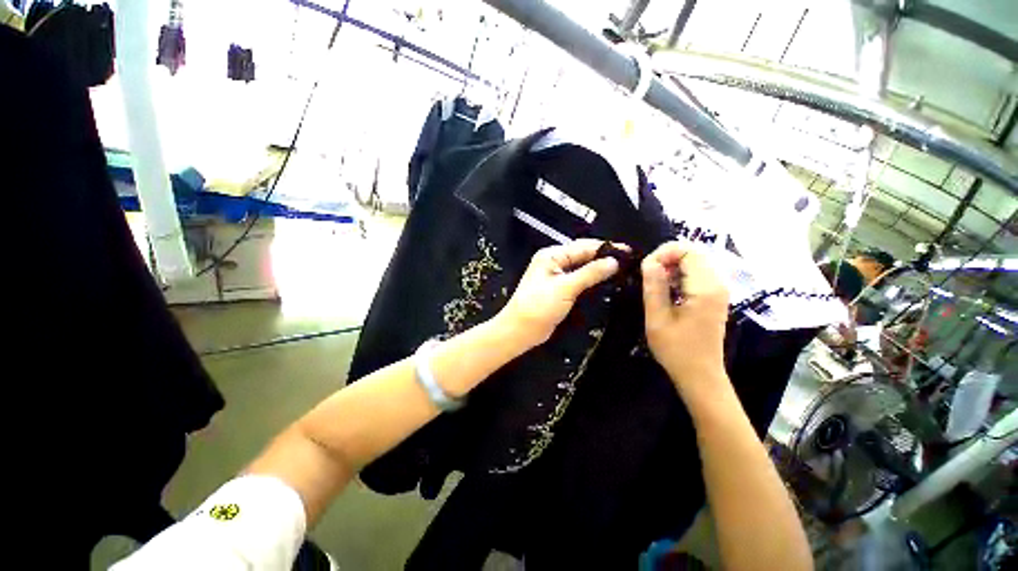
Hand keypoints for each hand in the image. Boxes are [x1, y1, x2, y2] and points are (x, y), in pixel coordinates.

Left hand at [497, 239, 622, 349]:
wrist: (521, 330)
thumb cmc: (539, 306)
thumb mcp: (565, 288)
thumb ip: (590, 273)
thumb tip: (613, 261)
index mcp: (552, 255)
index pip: (583, 247)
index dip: (606, 248)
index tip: (628, 251)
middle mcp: (554, 262)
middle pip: (583, 256)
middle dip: (604, 258)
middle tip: (629, 262)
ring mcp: (556, 276)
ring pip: (582, 268)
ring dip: (599, 269)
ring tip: (623, 271)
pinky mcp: (559, 290)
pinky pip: (579, 280)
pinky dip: (591, 281)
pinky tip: (606, 283)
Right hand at [641, 242, 729, 396]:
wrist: (700, 375)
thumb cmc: (676, 350)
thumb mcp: (657, 318)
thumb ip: (654, 287)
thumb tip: (648, 261)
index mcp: (705, 288)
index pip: (688, 250)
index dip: (663, 253)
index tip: (645, 269)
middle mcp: (718, 284)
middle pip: (694, 252)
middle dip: (667, 257)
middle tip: (648, 275)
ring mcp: (719, 290)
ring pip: (695, 261)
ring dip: (672, 266)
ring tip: (655, 283)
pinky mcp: (714, 297)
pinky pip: (697, 273)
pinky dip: (679, 275)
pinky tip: (667, 291)